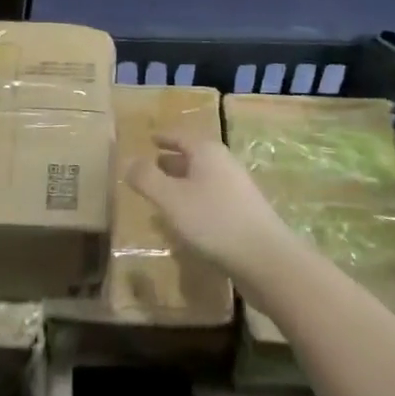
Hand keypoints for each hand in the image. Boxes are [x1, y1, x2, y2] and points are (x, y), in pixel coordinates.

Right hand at [126, 136, 295, 285]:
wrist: (265, 259)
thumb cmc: (213, 221)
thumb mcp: (171, 199)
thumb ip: (147, 179)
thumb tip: (129, 161)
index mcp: (207, 152)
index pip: (180, 136)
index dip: (164, 137)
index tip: (150, 138)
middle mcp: (224, 164)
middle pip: (193, 156)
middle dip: (171, 161)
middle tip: (151, 167)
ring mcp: (237, 189)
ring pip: (202, 179)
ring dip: (182, 184)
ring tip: (162, 196)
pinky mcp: (243, 214)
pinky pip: (211, 199)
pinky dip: (194, 202)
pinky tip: (185, 222)